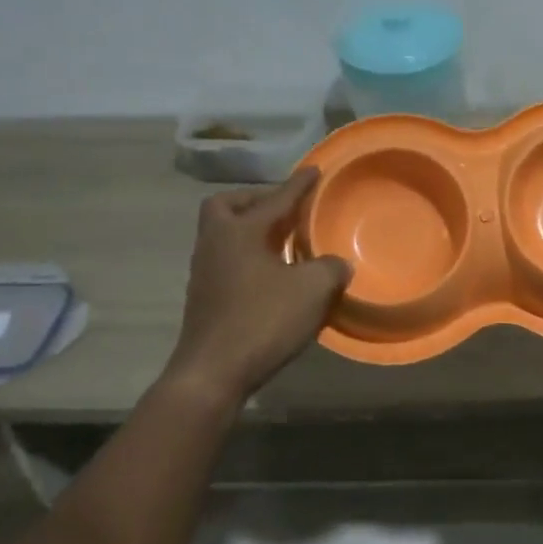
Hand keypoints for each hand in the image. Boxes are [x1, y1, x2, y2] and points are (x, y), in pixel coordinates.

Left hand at [165, 168, 350, 403]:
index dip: (299, 185)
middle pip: (226, 206)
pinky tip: (272, 274)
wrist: (212, 374)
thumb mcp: (312, 290)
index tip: (314, 170)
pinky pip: (227, 260)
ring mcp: (205, 272)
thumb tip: (337, 263)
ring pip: (224, 234)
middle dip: (255, 201)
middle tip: (283, 210)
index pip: (276, 199)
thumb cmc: (262, 321)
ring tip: (283, 241)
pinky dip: (248, 256)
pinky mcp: (205, 298)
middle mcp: (216, 244)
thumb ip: (330, 268)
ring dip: (251, 231)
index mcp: (240, 232)